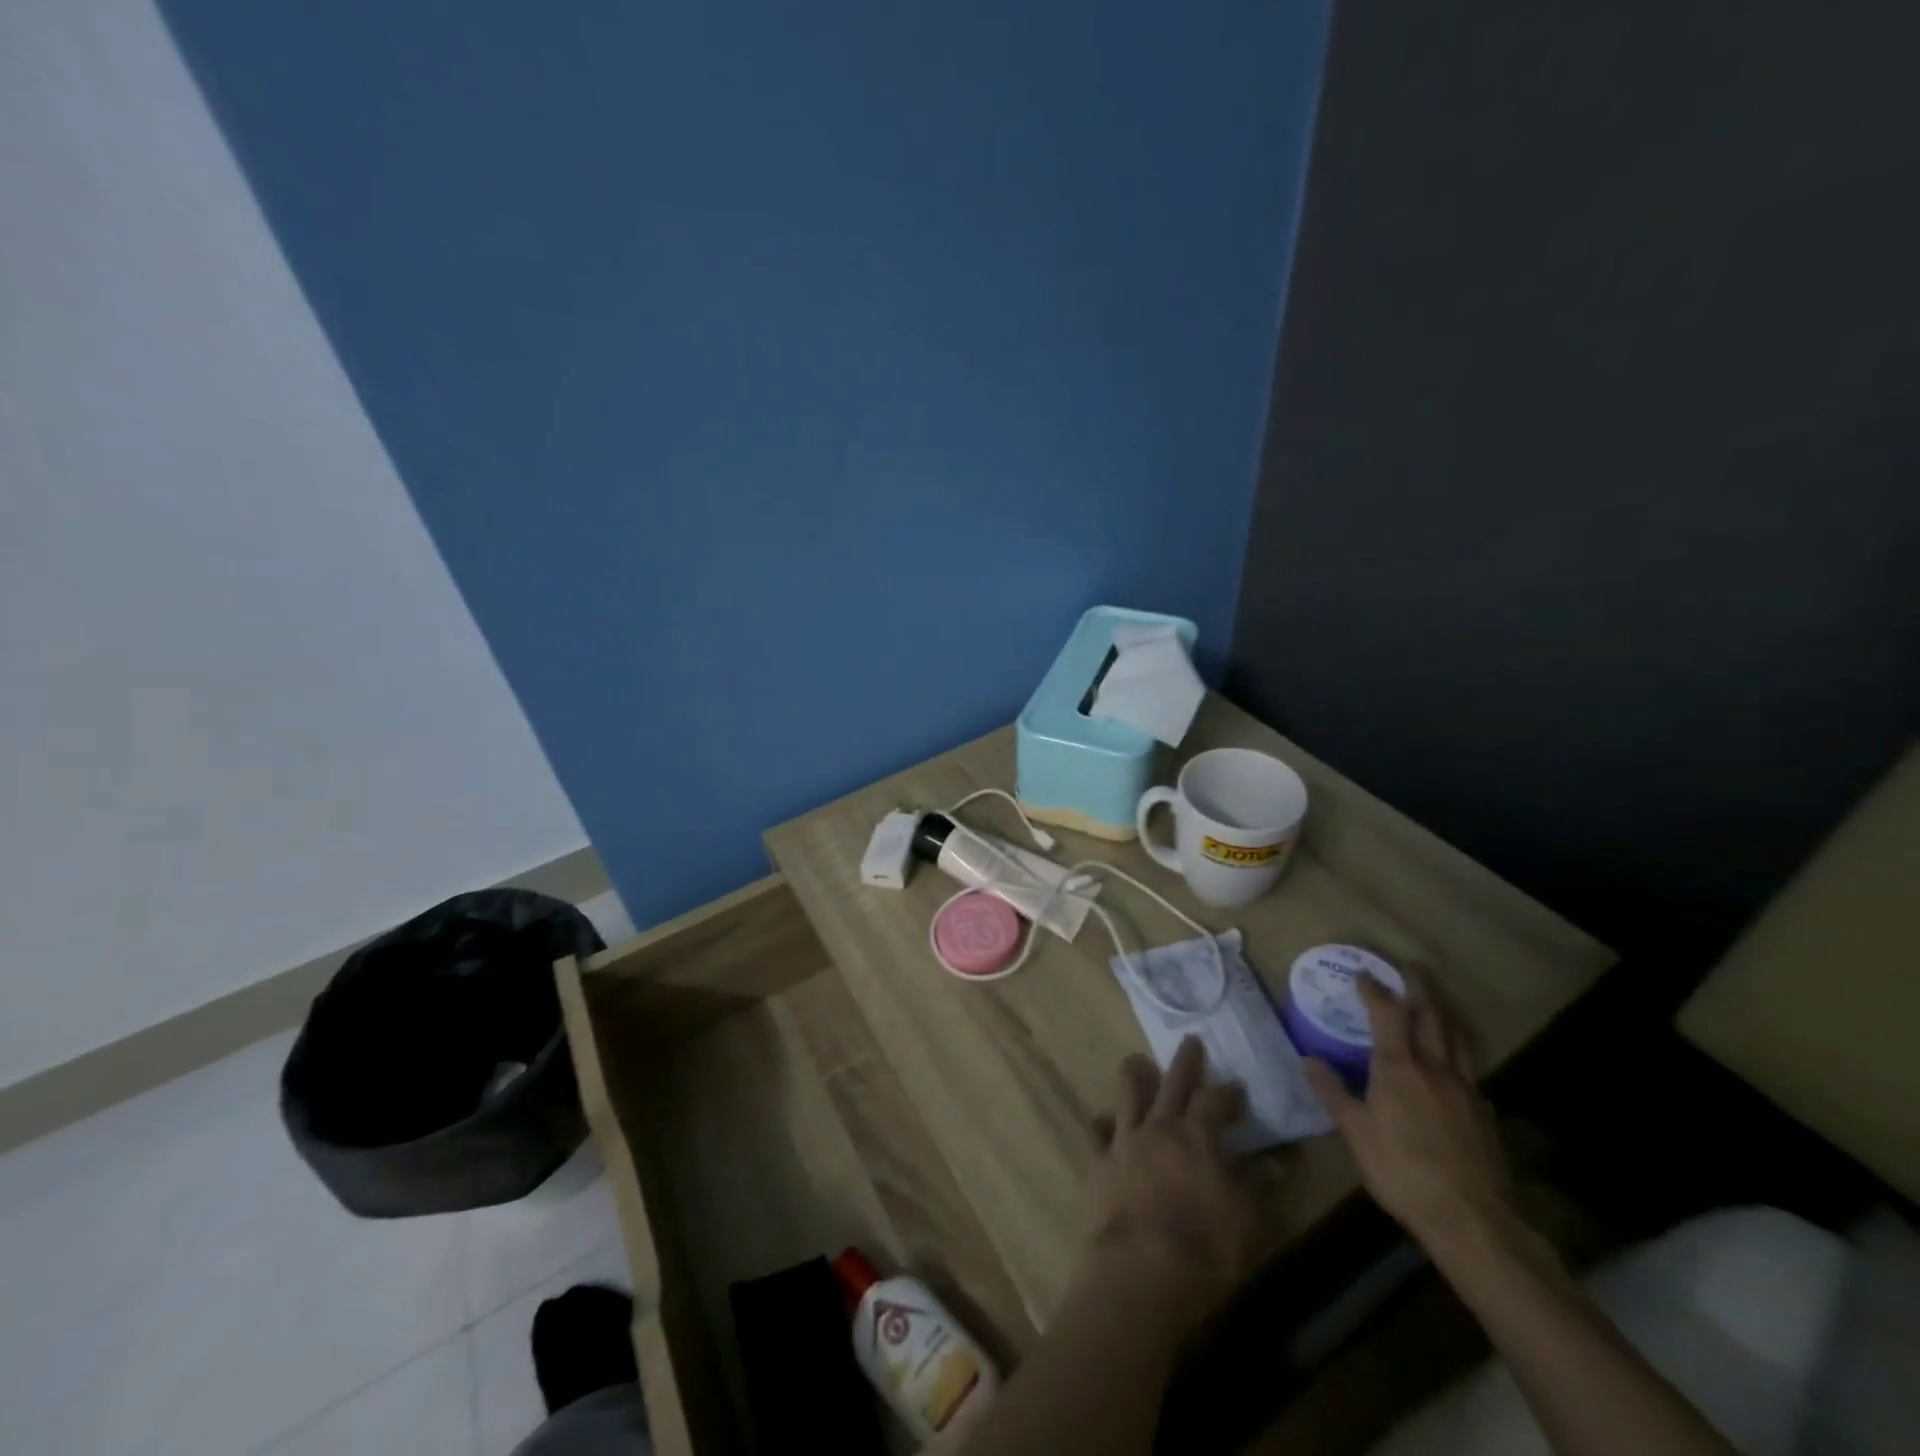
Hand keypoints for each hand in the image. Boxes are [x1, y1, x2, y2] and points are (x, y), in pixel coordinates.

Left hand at [1082, 1037, 1262, 1328]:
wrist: (1140, 1271)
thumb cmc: (1204, 1249)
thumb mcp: (1247, 1222)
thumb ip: (1257, 1187)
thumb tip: (1273, 1163)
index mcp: (1197, 1137)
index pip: (1216, 1100)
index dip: (1229, 1093)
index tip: (1237, 1088)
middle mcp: (1159, 1127)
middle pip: (1173, 1082)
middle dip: (1185, 1061)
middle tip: (1191, 1041)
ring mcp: (1125, 1140)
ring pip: (1128, 1092)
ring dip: (1135, 1074)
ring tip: (1138, 1063)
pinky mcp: (1098, 1162)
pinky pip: (1096, 1132)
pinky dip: (1101, 1124)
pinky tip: (1102, 1123)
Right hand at [1304, 974, 1516, 1252]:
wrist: (1472, 1219)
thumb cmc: (1402, 1170)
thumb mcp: (1354, 1132)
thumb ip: (1332, 1092)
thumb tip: (1308, 1059)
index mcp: (1399, 1067)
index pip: (1387, 1014)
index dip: (1375, 990)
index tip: (1364, 973)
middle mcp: (1434, 1068)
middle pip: (1430, 1016)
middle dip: (1418, 988)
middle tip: (1411, 968)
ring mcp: (1465, 1089)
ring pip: (1456, 1038)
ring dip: (1443, 1013)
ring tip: (1434, 1002)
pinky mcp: (1483, 1113)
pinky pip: (1469, 1068)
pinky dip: (1458, 1051)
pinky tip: (1453, 1062)